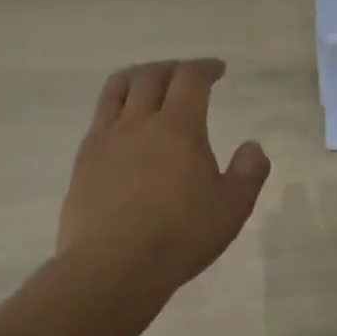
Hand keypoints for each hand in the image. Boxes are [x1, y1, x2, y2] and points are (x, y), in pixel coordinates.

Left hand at [56, 59, 271, 306]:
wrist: (112, 268)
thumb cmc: (180, 236)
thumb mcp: (232, 208)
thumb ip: (249, 172)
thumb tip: (252, 146)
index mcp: (179, 127)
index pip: (190, 79)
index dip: (205, 68)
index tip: (217, 69)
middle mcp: (139, 123)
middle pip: (151, 75)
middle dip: (173, 67)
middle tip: (186, 74)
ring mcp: (105, 140)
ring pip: (117, 89)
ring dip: (139, 77)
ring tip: (149, 83)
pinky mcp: (83, 162)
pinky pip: (99, 118)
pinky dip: (116, 106)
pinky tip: (124, 125)